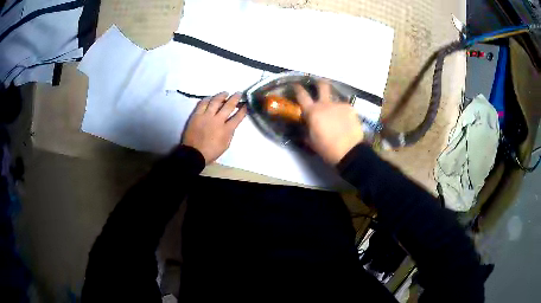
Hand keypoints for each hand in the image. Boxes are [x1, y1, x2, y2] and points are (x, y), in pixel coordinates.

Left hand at [182, 92, 246, 164]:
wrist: (193, 154)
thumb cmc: (211, 152)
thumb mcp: (225, 145)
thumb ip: (230, 134)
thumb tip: (231, 124)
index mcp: (226, 130)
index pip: (237, 117)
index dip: (243, 110)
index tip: (246, 104)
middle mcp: (218, 120)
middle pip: (228, 106)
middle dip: (235, 98)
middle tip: (239, 93)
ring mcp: (206, 116)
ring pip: (215, 102)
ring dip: (222, 96)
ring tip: (225, 93)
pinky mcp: (197, 115)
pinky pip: (202, 103)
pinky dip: (207, 99)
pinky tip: (210, 97)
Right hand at [295, 81, 363, 164]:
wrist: (349, 152)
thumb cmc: (327, 149)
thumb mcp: (311, 141)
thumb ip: (307, 129)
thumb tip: (306, 125)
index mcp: (313, 111)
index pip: (302, 94)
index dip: (297, 88)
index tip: (296, 85)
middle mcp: (325, 104)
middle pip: (322, 86)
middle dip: (319, 83)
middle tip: (319, 84)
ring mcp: (339, 105)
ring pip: (335, 99)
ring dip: (333, 104)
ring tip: (336, 114)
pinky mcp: (350, 109)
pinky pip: (344, 107)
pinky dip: (343, 113)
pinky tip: (345, 121)